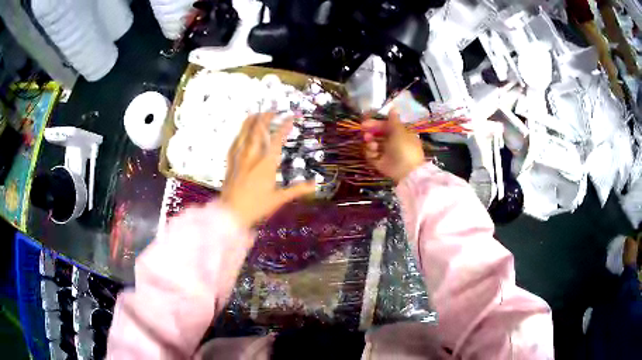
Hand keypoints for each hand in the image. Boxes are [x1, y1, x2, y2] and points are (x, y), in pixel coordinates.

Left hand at [221, 113, 315, 228]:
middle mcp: (252, 156)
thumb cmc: (256, 207)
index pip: (277, 139)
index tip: (291, 117)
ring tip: (257, 113)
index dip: (285, 126)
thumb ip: (297, 190)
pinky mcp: (230, 162)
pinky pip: (235, 142)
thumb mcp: (279, 199)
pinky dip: (240, 133)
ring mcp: (239, 157)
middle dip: (267, 117)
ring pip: (245, 133)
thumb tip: (315, 185)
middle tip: (273, 109)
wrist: (231, 213)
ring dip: (252, 121)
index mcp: (266, 164)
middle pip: (259, 130)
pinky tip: (241, 131)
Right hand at [362, 110, 424, 183]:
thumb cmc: (405, 148)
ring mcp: (387, 154)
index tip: (365, 123)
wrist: (407, 172)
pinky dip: (370, 153)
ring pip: (373, 145)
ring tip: (371, 144)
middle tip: (364, 133)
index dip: (376, 124)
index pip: (386, 127)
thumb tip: (393, 107)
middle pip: (378, 136)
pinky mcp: (381, 164)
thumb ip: (393, 120)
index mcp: (400, 134)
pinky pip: (372, 156)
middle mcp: (393, 143)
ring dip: (370, 142)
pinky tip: (373, 152)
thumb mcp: (399, 131)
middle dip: (370, 133)